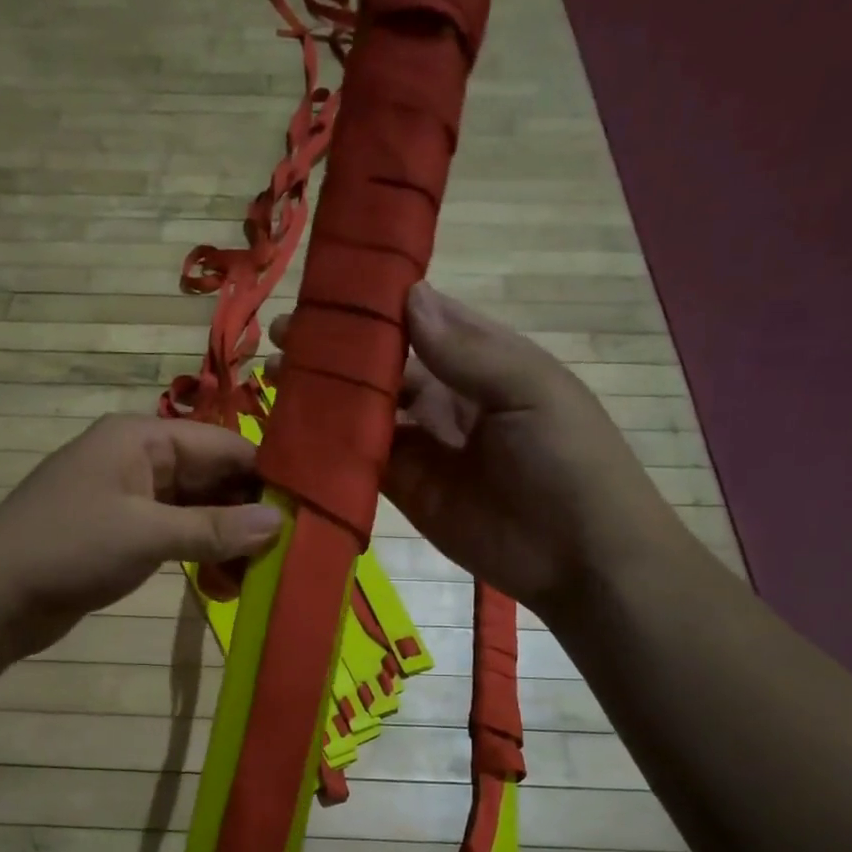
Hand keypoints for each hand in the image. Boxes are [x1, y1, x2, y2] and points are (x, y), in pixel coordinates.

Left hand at [0, 415, 281, 660]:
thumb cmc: (68, 547)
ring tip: (264, 573)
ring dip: (228, 539)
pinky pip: (178, 535)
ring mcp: (131, 498)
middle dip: (250, 512)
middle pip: (213, 477)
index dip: (266, 474)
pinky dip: (202, 554)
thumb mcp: (145, 534)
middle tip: (295, 547)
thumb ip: (213, 529)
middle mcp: (140, 459)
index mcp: (142, 438)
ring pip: (198, 510)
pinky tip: (226, 582)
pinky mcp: (125, 533)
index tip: (310, 506)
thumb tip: (278, 523)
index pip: (223, 445)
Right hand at [273, 283, 687, 623]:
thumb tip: (409, 295)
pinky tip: (291, 433)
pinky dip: (329, 449)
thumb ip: (467, 351)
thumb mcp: (530, 392)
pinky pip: (360, 462)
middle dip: (335, 351)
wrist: (579, 559)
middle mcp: (445, 396)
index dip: (374, 306)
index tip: (322, 292)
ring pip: (364, 411)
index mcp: (481, 360)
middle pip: (382, 366)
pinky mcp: (403, 489)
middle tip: (280, 338)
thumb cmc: (568, 461)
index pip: (420, 320)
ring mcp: (421, 445)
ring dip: (324, 396)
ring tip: (273, 379)